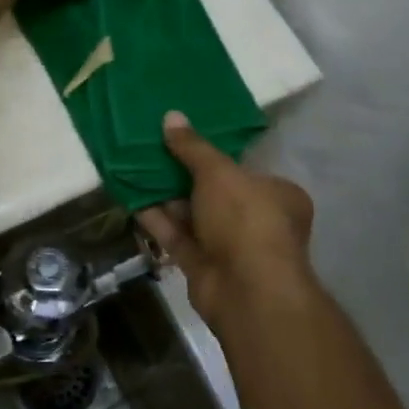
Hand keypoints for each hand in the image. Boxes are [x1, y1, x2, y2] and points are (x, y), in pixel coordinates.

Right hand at [138, 111, 316, 330]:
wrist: (246, 292)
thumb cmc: (245, 218)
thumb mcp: (218, 172)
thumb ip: (193, 147)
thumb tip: (171, 116)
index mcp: (278, 194)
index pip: (246, 168)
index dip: (216, 154)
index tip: (188, 139)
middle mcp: (258, 220)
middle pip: (216, 191)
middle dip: (184, 174)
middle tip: (155, 148)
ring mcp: (230, 247)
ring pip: (193, 215)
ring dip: (166, 195)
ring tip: (135, 165)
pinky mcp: (204, 266)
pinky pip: (178, 236)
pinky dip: (157, 219)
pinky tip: (131, 196)